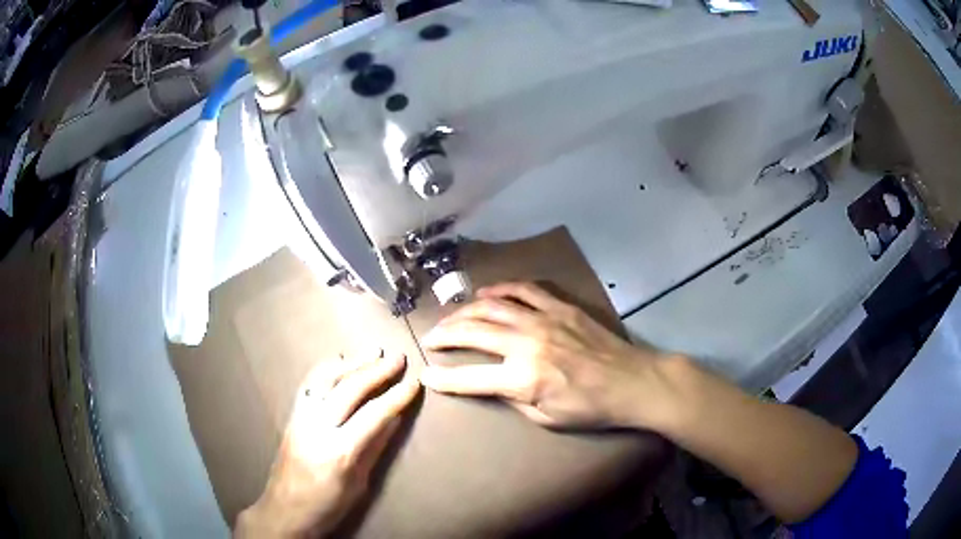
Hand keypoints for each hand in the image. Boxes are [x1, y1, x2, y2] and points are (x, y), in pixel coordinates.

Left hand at [236, 354, 419, 537]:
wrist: (285, 511)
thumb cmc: (328, 506)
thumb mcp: (359, 484)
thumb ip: (375, 447)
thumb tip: (395, 418)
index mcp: (339, 451)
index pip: (374, 415)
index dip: (397, 397)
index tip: (414, 382)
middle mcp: (317, 428)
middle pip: (349, 390)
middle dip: (376, 371)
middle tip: (398, 358)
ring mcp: (300, 418)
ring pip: (326, 379)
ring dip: (351, 363)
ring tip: (373, 352)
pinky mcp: (292, 416)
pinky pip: (309, 384)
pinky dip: (326, 368)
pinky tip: (339, 361)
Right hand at [420, 282, 684, 430]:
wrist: (632, 382)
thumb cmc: (591, 408)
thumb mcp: (548, 419)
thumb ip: (514, 400)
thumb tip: (494, 384)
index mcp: (523, 379)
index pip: (469, 378)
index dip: (442, 378)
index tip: (425, 373)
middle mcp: (526, 344)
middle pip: (473, 333)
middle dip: (445, 335)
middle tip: (430, 338)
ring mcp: (543, 320)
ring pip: (491, 307)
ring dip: (465, 312)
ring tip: (450, 318)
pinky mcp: (559, 307)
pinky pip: (523, 290)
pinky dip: (500, 289)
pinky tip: (485, 293)